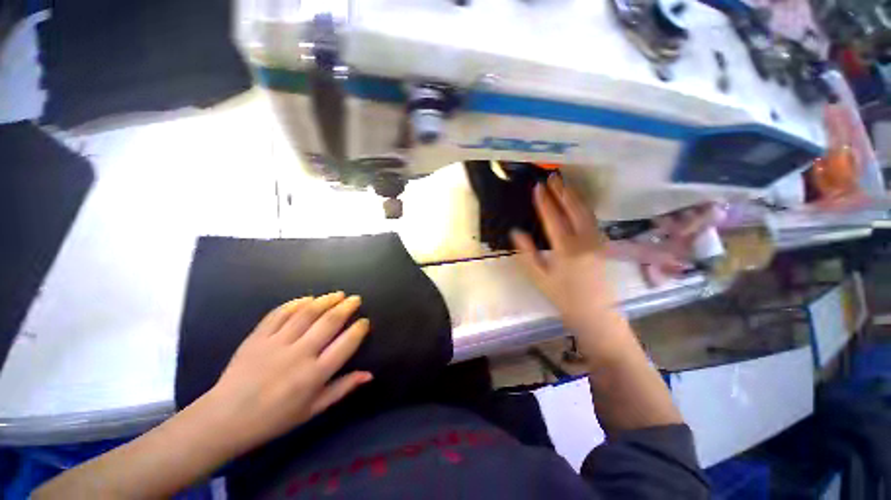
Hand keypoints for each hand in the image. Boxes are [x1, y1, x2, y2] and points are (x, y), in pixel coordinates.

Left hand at [197, 292, 372, 455]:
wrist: (225, 419)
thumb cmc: (274, 419)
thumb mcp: (313, 410)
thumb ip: (342, 389)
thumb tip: (369, 375)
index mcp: (314, 375)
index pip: (345, 344)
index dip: (359, 329)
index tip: (364, 321)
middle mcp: (299, 354)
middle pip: (329, 322)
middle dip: (346, 307)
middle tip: (355, 299)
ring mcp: (276, 343)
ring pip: (307, 313)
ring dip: (326, 300)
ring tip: (338, 294)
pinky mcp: (257, 337)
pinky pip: (279, 314)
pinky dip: (296, 303)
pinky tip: (307, 299)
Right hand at [511, 176, 633, 357]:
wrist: (595, 314)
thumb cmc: (563, 297)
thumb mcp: (539, 278)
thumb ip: (527, 253)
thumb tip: (516, 232)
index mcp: (566, 250)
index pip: (553, 219)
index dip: (545, 202)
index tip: (537, 187)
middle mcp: (585, 241)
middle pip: (574, 210)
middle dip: (562, 192)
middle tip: (553, 177)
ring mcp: (597, 241)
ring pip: (586, 212)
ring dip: (575, 196)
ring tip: (564, 184)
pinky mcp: (603, 244)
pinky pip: (592, 219)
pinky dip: (584, 206)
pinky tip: (577, 202)